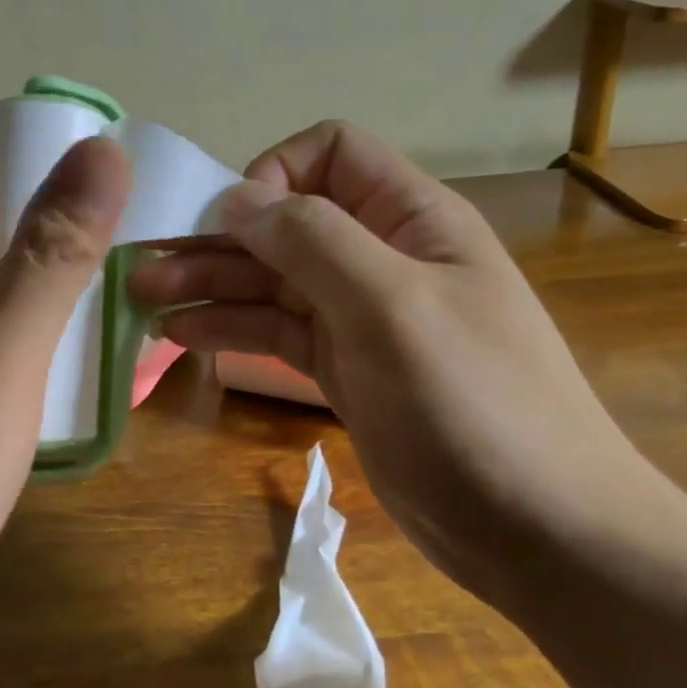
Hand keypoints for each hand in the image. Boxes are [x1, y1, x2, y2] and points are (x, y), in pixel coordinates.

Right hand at [129, 121, 674, 608]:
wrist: (542, 534)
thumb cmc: (476, 405)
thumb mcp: (395, 308)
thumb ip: (315, 241)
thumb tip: (239, 197)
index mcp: (410, 218)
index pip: (331, 153)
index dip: (276, 172)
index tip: (235, 222)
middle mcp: (380, 255)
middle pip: (286, 221)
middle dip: (217, 235)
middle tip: (144, 262)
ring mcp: (359, 314)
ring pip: (272, 278)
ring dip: (210, 281)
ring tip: (144, 298)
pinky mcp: (342, 367)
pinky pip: (275, 329)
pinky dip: (230, 326)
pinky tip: (180, 335)